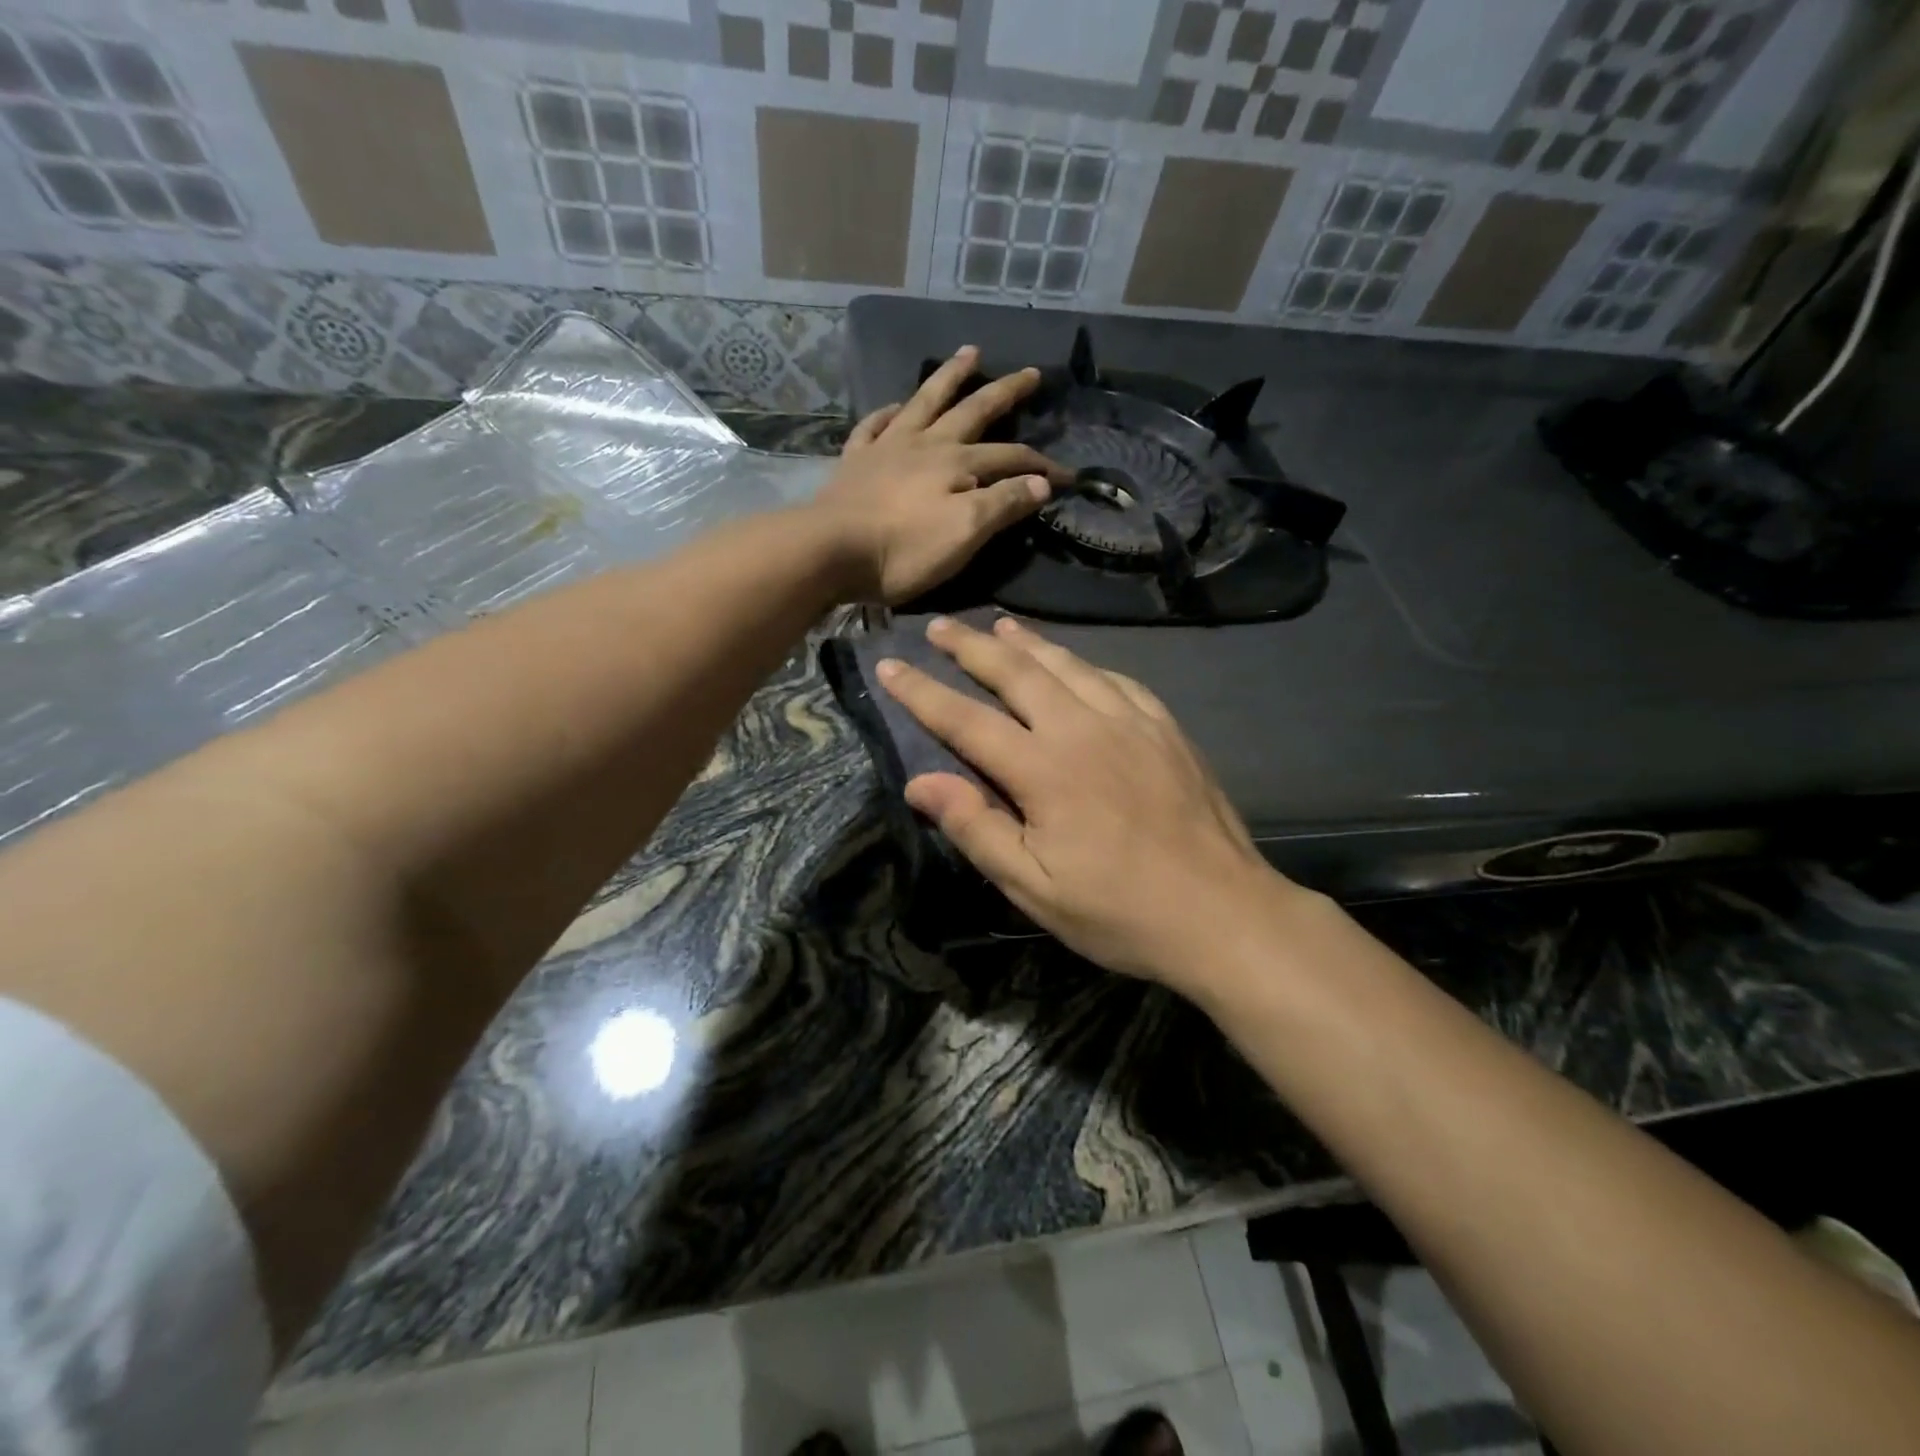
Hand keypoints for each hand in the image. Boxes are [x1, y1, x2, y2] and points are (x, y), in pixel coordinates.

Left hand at [813, 346, 1071, 603]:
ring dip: (950, 377)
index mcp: (957, 464)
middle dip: (1005, 392)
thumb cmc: (904, 550)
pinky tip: (894, 407)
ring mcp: (887, 447)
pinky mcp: (856, 461)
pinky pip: (875, 425)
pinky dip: (888, 413)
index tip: (1068, 476)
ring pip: (926, 402)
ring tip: (970, 353)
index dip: (1042, 466)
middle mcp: (926, 444)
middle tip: (1030, 372)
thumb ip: (1004, 504)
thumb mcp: (965, 533)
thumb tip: (1041, 482)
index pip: (1011, 458)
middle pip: (973, 411)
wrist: (830, 551)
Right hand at [876, 615, 1288, 987]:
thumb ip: (976, 828)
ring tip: (1000, 625)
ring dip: (1028, 642)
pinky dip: (1084, 663)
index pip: (966, 718)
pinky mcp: (1166, 728)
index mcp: (1044, 769)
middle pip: (1016, 672)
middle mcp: (1083, 729)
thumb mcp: (1033, 888)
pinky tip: (1076, 663)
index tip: (889, 664)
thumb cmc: (1119, 911)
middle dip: (971, 646)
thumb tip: (920, 781)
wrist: (1224, 913)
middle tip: (939, 625)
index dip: (922, 691)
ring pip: (1068, 665)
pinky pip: (1116, 679)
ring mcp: (1131, 722)